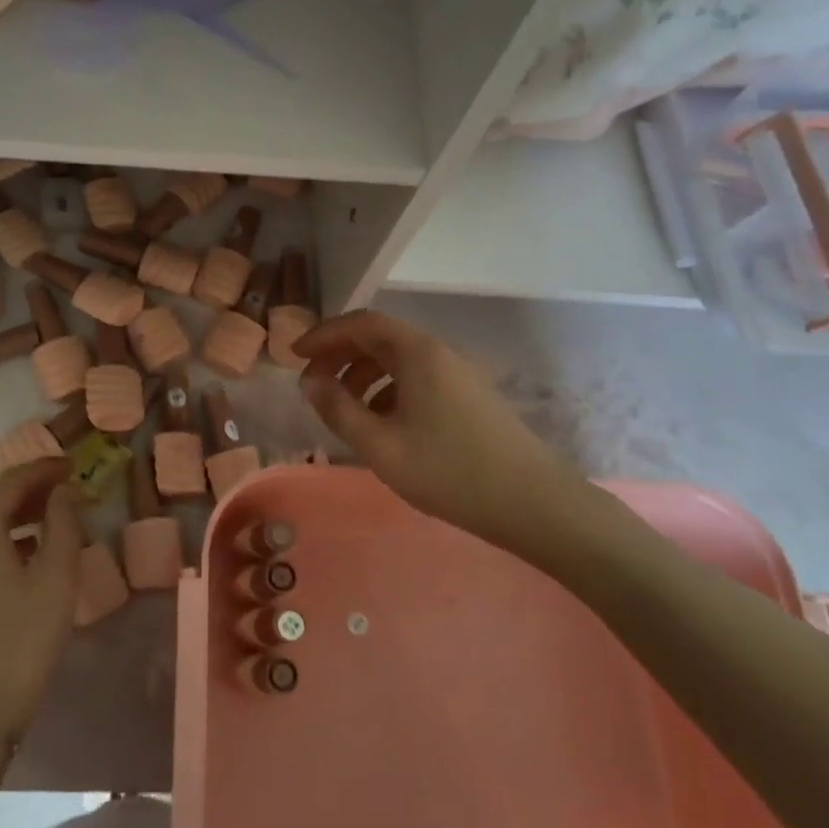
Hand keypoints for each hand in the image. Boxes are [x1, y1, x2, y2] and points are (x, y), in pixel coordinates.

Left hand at [0, 459, 82, 741]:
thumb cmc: (23, 639)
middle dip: (26, 487)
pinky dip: (0, 536)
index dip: (41, 469)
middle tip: (63, 487)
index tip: (71, 465)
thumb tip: (63, 492)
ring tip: (51, 517)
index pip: (7, 482)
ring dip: (13, 512)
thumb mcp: (56, 578)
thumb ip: (63, 524)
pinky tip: (27, 553)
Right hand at [294, 310, 601, 565]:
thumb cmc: (450, 472)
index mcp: (418, 354)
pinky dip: (388, 390)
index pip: (362, 323)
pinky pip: (417, 379)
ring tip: (342, 408)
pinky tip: (380, 424)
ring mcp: (459, 374)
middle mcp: (439, 353)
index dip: (324, 335)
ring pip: (399, 360)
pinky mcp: (469, 396)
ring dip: (363, 375)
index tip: (295, 356)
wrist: (533, 503)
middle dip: (340, 355)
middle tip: (312, 384)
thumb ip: (339, 410)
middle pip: (380, 338)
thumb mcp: (381, 446)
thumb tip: (309, 382)